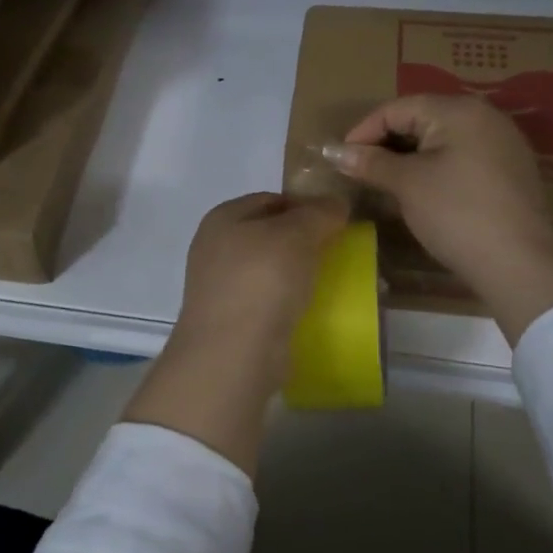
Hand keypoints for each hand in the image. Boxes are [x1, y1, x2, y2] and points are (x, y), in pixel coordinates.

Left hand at [128, 193, 347, 474]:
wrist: (234, 353)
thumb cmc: (262, 280)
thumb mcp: (298, 235)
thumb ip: (319, 213)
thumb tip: (336, 203)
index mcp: (223, 217)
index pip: (271, 199)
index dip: (305, 205)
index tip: (337, 221)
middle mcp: (215, 247)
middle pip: (268, 234)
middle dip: (302, 240)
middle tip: (337, 250)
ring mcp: (219, 286)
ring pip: (268, 269)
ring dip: (296, 273)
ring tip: (329, 280)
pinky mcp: (231, 320)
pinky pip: (267, 300)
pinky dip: (288, 301)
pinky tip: (310, 308)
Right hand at [324, 95, 552, 343]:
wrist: (518, 262)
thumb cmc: (456, 213)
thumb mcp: (407, 184)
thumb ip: (371, 162)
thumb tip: (335, 152)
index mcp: (459, 110)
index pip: (398, 108)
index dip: (364, 130)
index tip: (340, 158)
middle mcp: (484, 116)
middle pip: (422, 119)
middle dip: (386, 142)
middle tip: (360, 170)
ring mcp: (502, 143)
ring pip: (442, 139)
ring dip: (409, 156)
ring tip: (385, 181)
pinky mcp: (510, 171)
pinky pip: (462, 157)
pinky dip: (435, 167)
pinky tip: (421, 191)